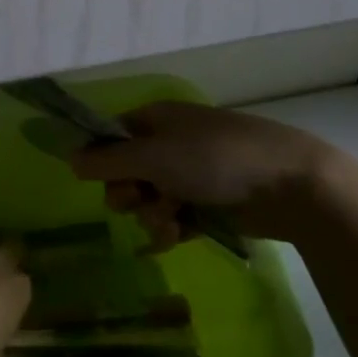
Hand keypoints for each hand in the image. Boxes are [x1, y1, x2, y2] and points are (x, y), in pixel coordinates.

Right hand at [69, 101, 340, 248]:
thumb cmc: (215, 159)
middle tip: (141, 200)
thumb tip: (69, 159)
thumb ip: (108, 161)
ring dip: (153, 215)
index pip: (112, 137)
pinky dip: (174, 228)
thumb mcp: (154, 156)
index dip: (102, 160)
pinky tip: (180, 237)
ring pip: (150, 199)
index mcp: (156, 119)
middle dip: (129, 193)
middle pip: (127, 172)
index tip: (101, 180)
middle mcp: (171, 143)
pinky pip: (175, 217)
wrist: (288, 183)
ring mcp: (192, 174)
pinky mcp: (209, 203)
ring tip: (172, 223)